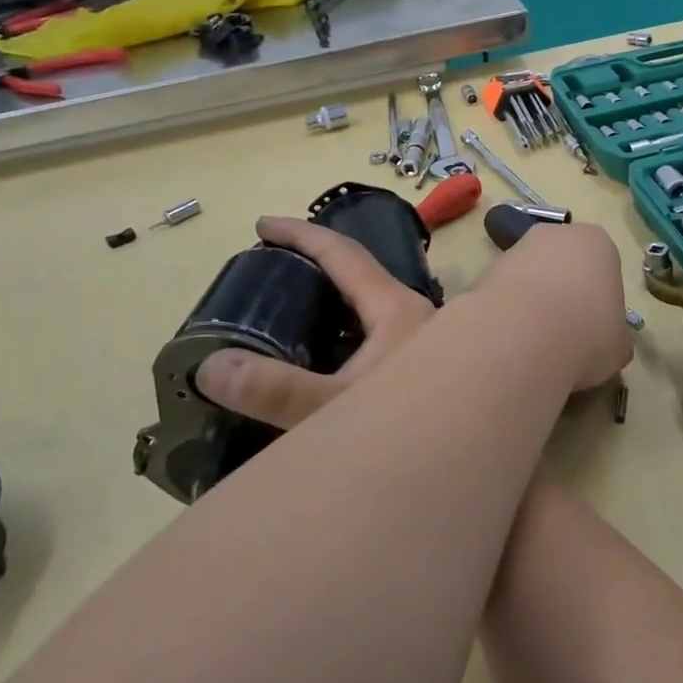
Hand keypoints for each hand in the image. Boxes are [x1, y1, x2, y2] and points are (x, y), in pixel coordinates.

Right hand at [193, 215, 435, 430]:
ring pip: (371, 310)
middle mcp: (418, 317)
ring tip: (290, 315)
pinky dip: (346, 336)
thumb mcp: (336, 409)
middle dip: (317, 266)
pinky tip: (327, 364)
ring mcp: (425, 343)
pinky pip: (378, 338)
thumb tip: (211, 367)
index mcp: (398, 309)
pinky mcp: (427, 370)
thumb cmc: (412, 427)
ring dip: (333, 305)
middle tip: (272, 270)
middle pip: (361, 276)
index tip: (261, 224)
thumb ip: (275, 390)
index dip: (301, 234)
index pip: (344, 254)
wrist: (472, 459)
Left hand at [477, 221, 633, 391]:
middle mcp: (556, 235)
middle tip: (566, 333)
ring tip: (535, 344)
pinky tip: (510, 341)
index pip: (604, 266)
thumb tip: (604, 342)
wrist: (523, 337)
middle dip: (563, 292)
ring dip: (532, 303)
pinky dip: (507, 313)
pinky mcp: (483, 270)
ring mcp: (515, 249)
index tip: (596, 328)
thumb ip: (614, 336)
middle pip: (563, 263)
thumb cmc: (588, 334)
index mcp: (598, 243)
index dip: (600, 299)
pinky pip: (504, 293)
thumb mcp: (619, 345)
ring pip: (530, 277)